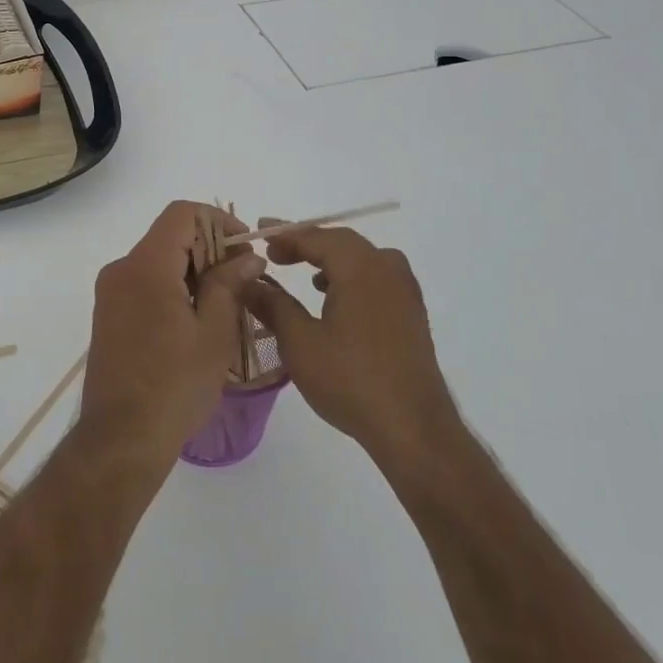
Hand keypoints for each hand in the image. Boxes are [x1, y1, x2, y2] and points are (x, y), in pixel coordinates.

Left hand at [80, 202, 264, 468]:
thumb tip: (246, 256)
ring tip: (227, 304)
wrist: (120, 439)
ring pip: (158, 262)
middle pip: (169, 237)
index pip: (181, 214)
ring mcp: (111, 293)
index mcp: (145, 266)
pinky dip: (174, 289)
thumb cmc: (173, 385)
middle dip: (210, 249)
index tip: (245, 248)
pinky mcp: (109, 315)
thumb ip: (229, 285)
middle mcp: (121, 269)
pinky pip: (145, 284)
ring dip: (194, 272)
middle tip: (244, 280)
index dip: (218, 221)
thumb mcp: (213, 333)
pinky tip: (198, 321)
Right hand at [241, 225, 461, 468]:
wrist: (414, 429)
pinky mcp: (412, 314)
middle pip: (341, 242)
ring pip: (363, 259)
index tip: (259, 233)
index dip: (285, 234)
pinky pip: (377, 278)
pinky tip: (337, 302)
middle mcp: (386, 269)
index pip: (316, 236)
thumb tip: (248, 281)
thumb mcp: (299, 342)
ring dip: (331, 260)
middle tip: (275, 253)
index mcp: (359, 267)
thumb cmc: (350, 380)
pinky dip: (352, 277)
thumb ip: (272, 305)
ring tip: (305, 276)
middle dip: (306, 244)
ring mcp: (405, 291)